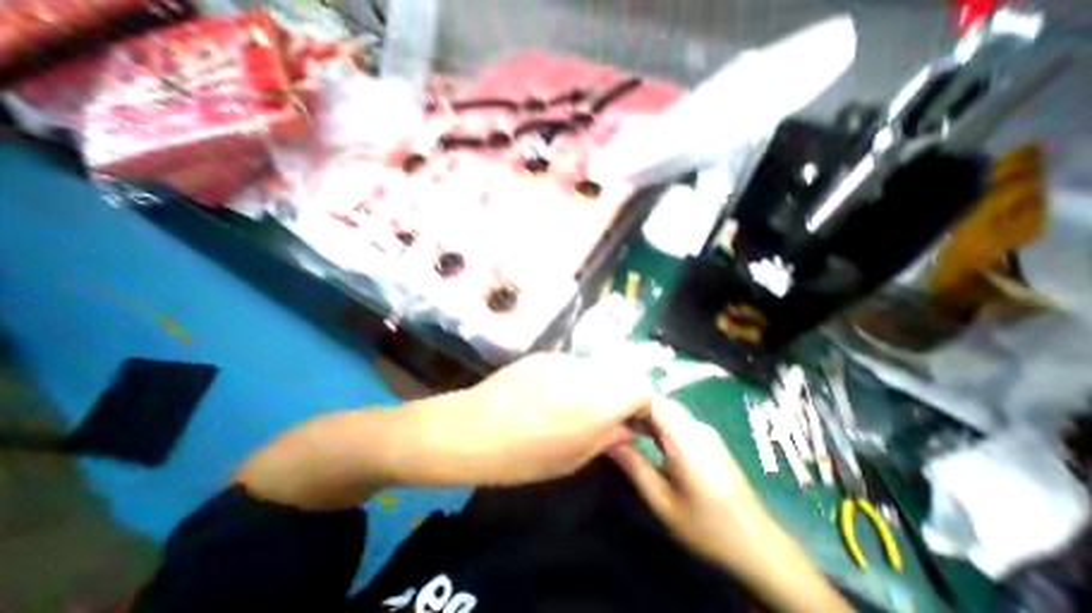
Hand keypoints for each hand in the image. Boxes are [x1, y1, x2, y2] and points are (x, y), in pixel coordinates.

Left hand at [405, 352, 649, 486]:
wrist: (471, 429)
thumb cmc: (522, 457)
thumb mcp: (572, 459)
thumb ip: (607, 438)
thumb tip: (628, 428)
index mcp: (595, 403)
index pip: (641, 387)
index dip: (642, 404)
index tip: (631, 420)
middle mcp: (584, 373)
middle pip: (620, 373)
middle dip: (620, 393)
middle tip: (604, 414)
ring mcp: (562, 359)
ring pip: (595, 367)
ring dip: (595, 385)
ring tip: (572, 405)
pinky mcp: (544, 354)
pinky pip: (571, 365)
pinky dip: (573, 378)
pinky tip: (549, 394)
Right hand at [605, 401, 765, 566]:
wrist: (758, 544)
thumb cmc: (707, 527)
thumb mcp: (663, 502)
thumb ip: (634, 467)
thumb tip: (608, 440)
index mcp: (686, 440)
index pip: (653, 402)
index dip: (628, 400)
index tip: (607, 409)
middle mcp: (696, 428)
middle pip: (660, 403)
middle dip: (633, 407)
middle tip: (609, 418)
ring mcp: (704, 431)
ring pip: (667, 410)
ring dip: (644, 415)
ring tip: (621, 425)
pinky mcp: (706, 438)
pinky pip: (676, 420)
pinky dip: (656, 423)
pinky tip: (643, 435)